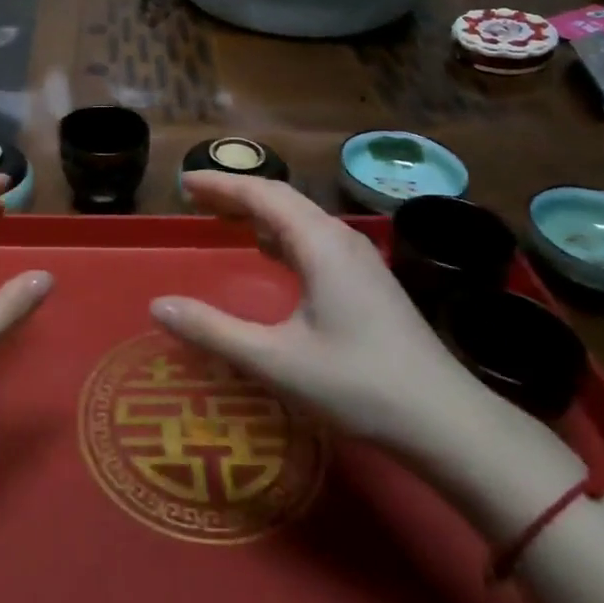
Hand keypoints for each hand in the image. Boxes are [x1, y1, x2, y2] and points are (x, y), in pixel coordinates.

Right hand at [149, 173, 511, 465]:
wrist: (447, 421)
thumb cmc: (357, 385)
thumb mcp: (275, 360)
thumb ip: (212, 330)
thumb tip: (157, 306)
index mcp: (319, 243)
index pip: (262, 194)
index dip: (220, 184)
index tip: (183, 181)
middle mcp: (341, 239)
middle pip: (282, 199)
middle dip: (237, 194)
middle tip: (196, 197)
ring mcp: (360, 260)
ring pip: (301, 219)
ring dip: (261, 213)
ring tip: (226, 218)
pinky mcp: (369, 282)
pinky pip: (315, 240)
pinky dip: (283, 235)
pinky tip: (274, 254)